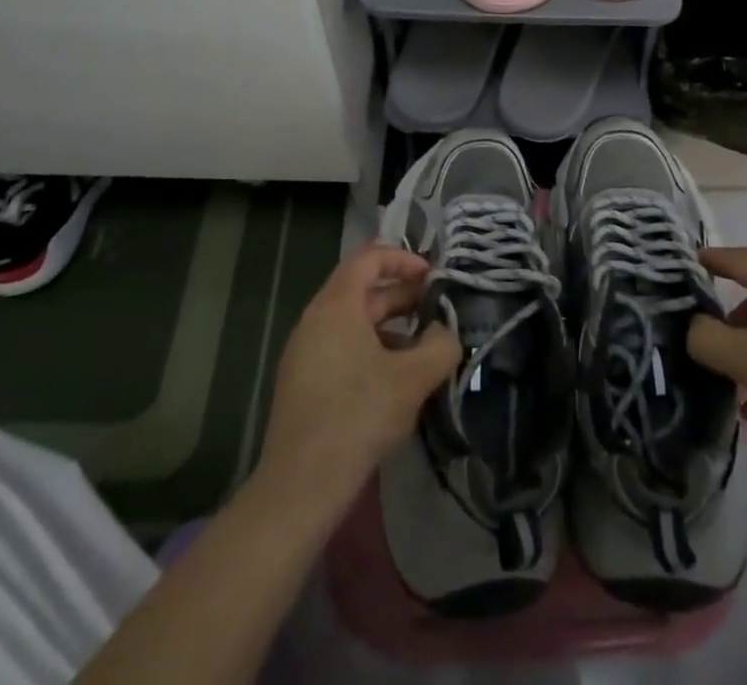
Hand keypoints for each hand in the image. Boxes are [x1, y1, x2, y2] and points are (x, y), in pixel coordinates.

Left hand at [255, 245, 459, 516]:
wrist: (300, 487)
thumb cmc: (357, 417)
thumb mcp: (412, 379)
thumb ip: (440, 346)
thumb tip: (446, 332)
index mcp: (337, 305)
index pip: (369, 258)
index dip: (404, 259)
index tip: (433, 276)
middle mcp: (316, 319)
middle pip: (363, 290)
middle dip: (403, 295)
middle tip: (438, 310)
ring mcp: (305, 352)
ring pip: (354, 322)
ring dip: (391, 327)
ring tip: (424, 347)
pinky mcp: (304, 382)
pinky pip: (343, 347)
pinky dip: (373, 349)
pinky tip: (396, 380)